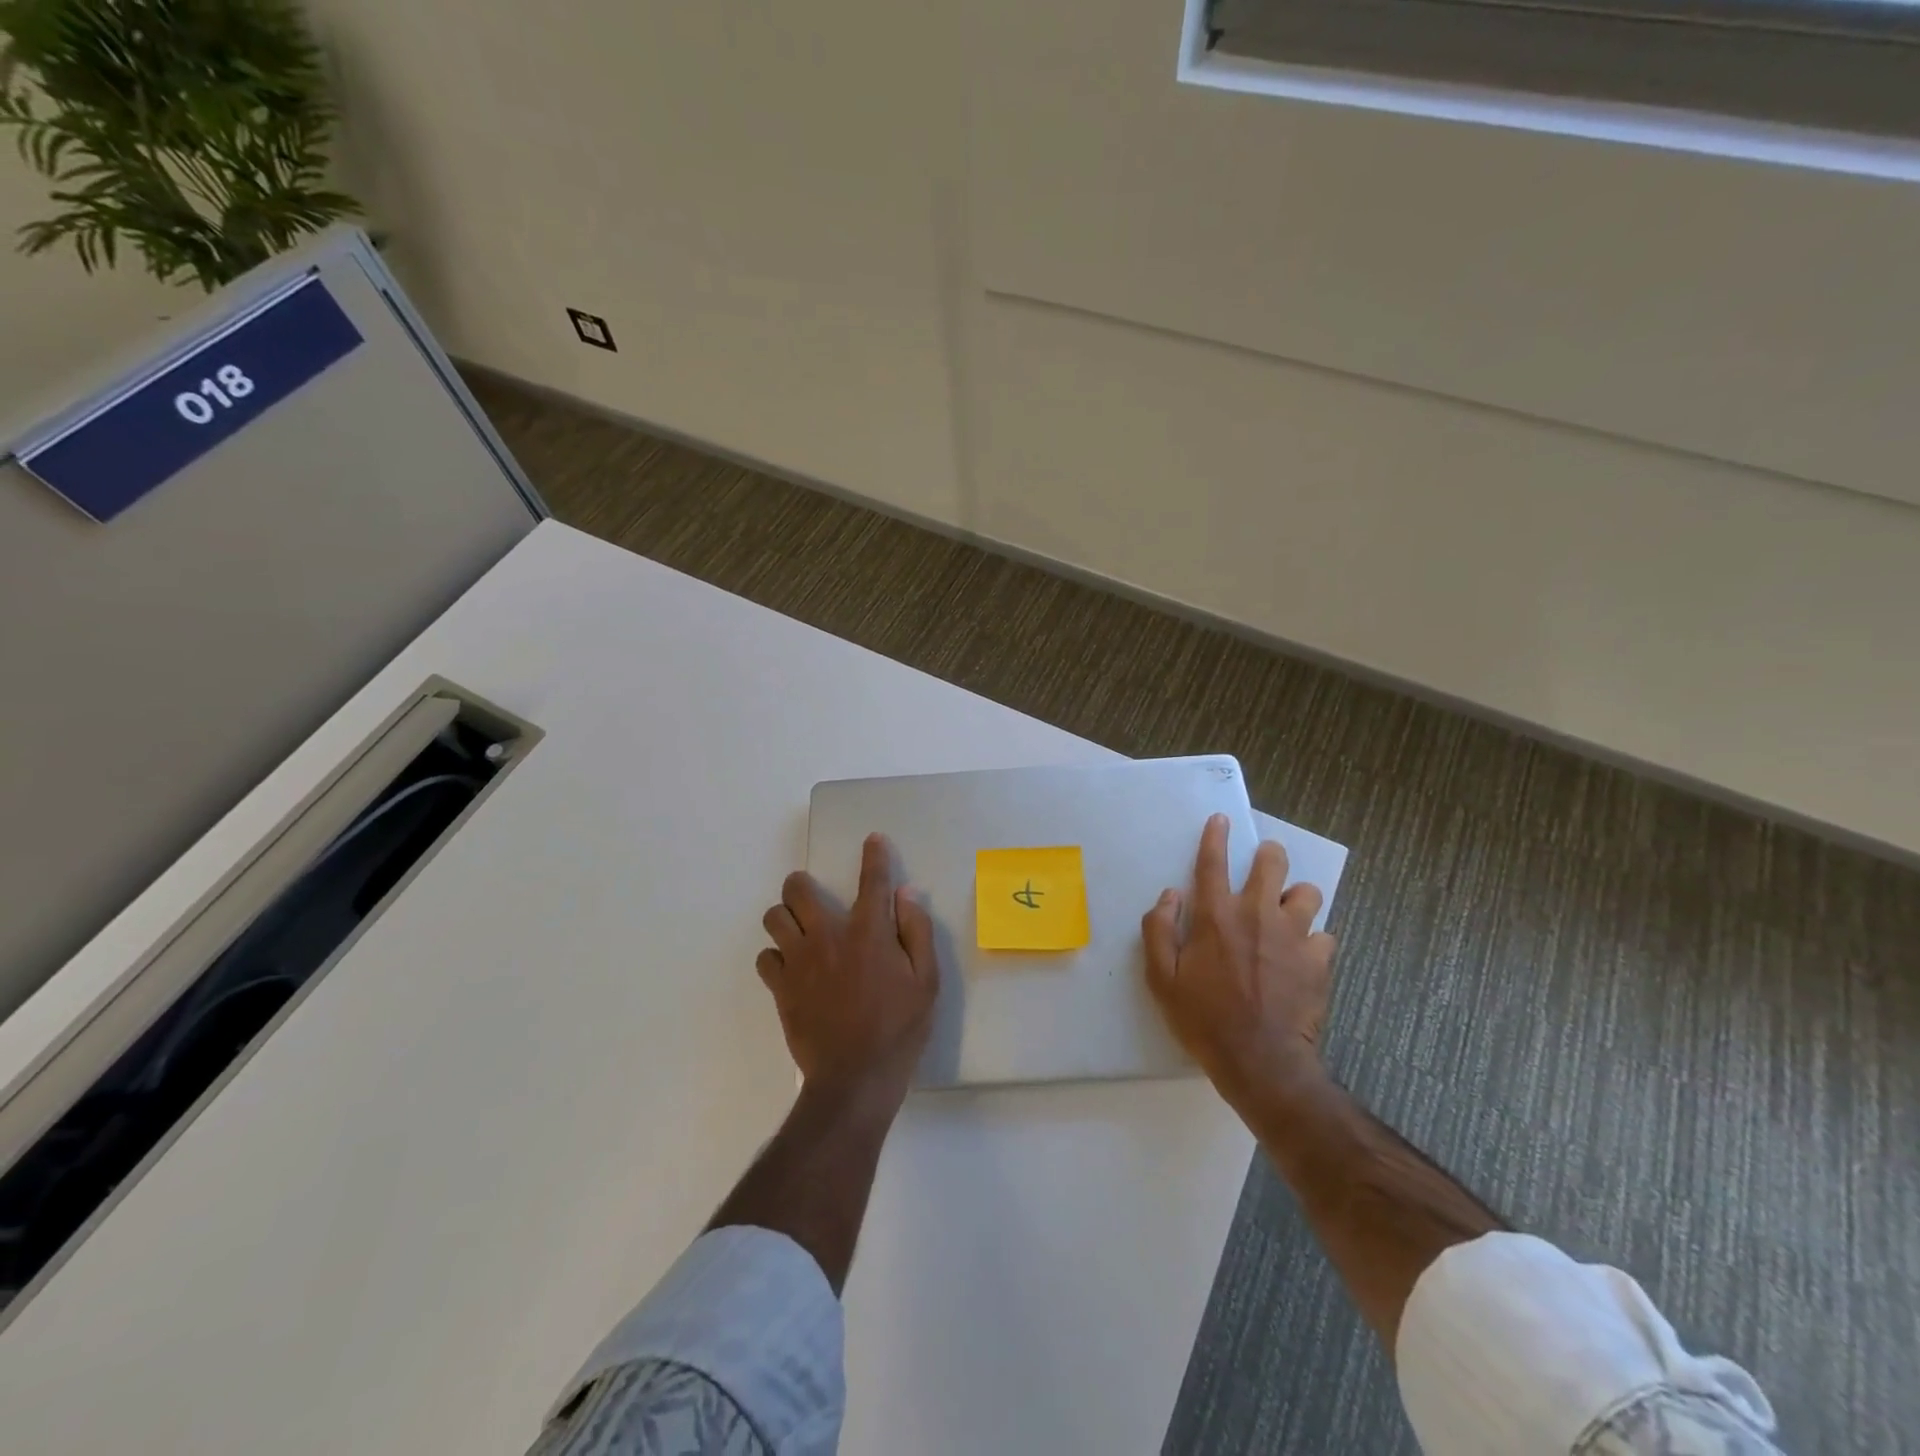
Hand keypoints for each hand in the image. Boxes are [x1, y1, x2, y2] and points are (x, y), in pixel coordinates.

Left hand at [759, 832, 939, 1103]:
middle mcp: (828, 936)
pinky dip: (776, 957)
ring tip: (800, 932)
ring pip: (774, 918)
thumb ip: (916, 932)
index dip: (874, 855)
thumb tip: (907, 894)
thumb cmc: (899, 1028)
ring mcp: (799, 962)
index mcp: (868, 932)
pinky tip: (792, 969)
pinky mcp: (781, 988)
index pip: (872, 880)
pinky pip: (765, 958)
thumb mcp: (927, 981)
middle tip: (814, 898)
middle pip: (797, 889)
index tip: (872, 840)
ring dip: (786, 918)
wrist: (855, 1079)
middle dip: (802, 884)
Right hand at [1142, 813, 1336, 1111]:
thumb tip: (1170, 895)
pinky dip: (1313, 940)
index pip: (1213, 862)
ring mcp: (1294, 935)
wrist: (1261, 1062)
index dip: (1216, 836)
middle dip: (1269, 855)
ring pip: (1307, 893)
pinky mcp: (1319, 960)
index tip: (1221, 820)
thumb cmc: (1204, 1019)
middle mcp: (1257, 914)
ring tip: (1287, 913)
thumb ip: (1159, 930)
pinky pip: (1325, 936)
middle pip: (1272, 862)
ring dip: (1296, 897)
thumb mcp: (1162, 979)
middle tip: (1264, 864)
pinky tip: (1303, 956)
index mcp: (1216, 916)